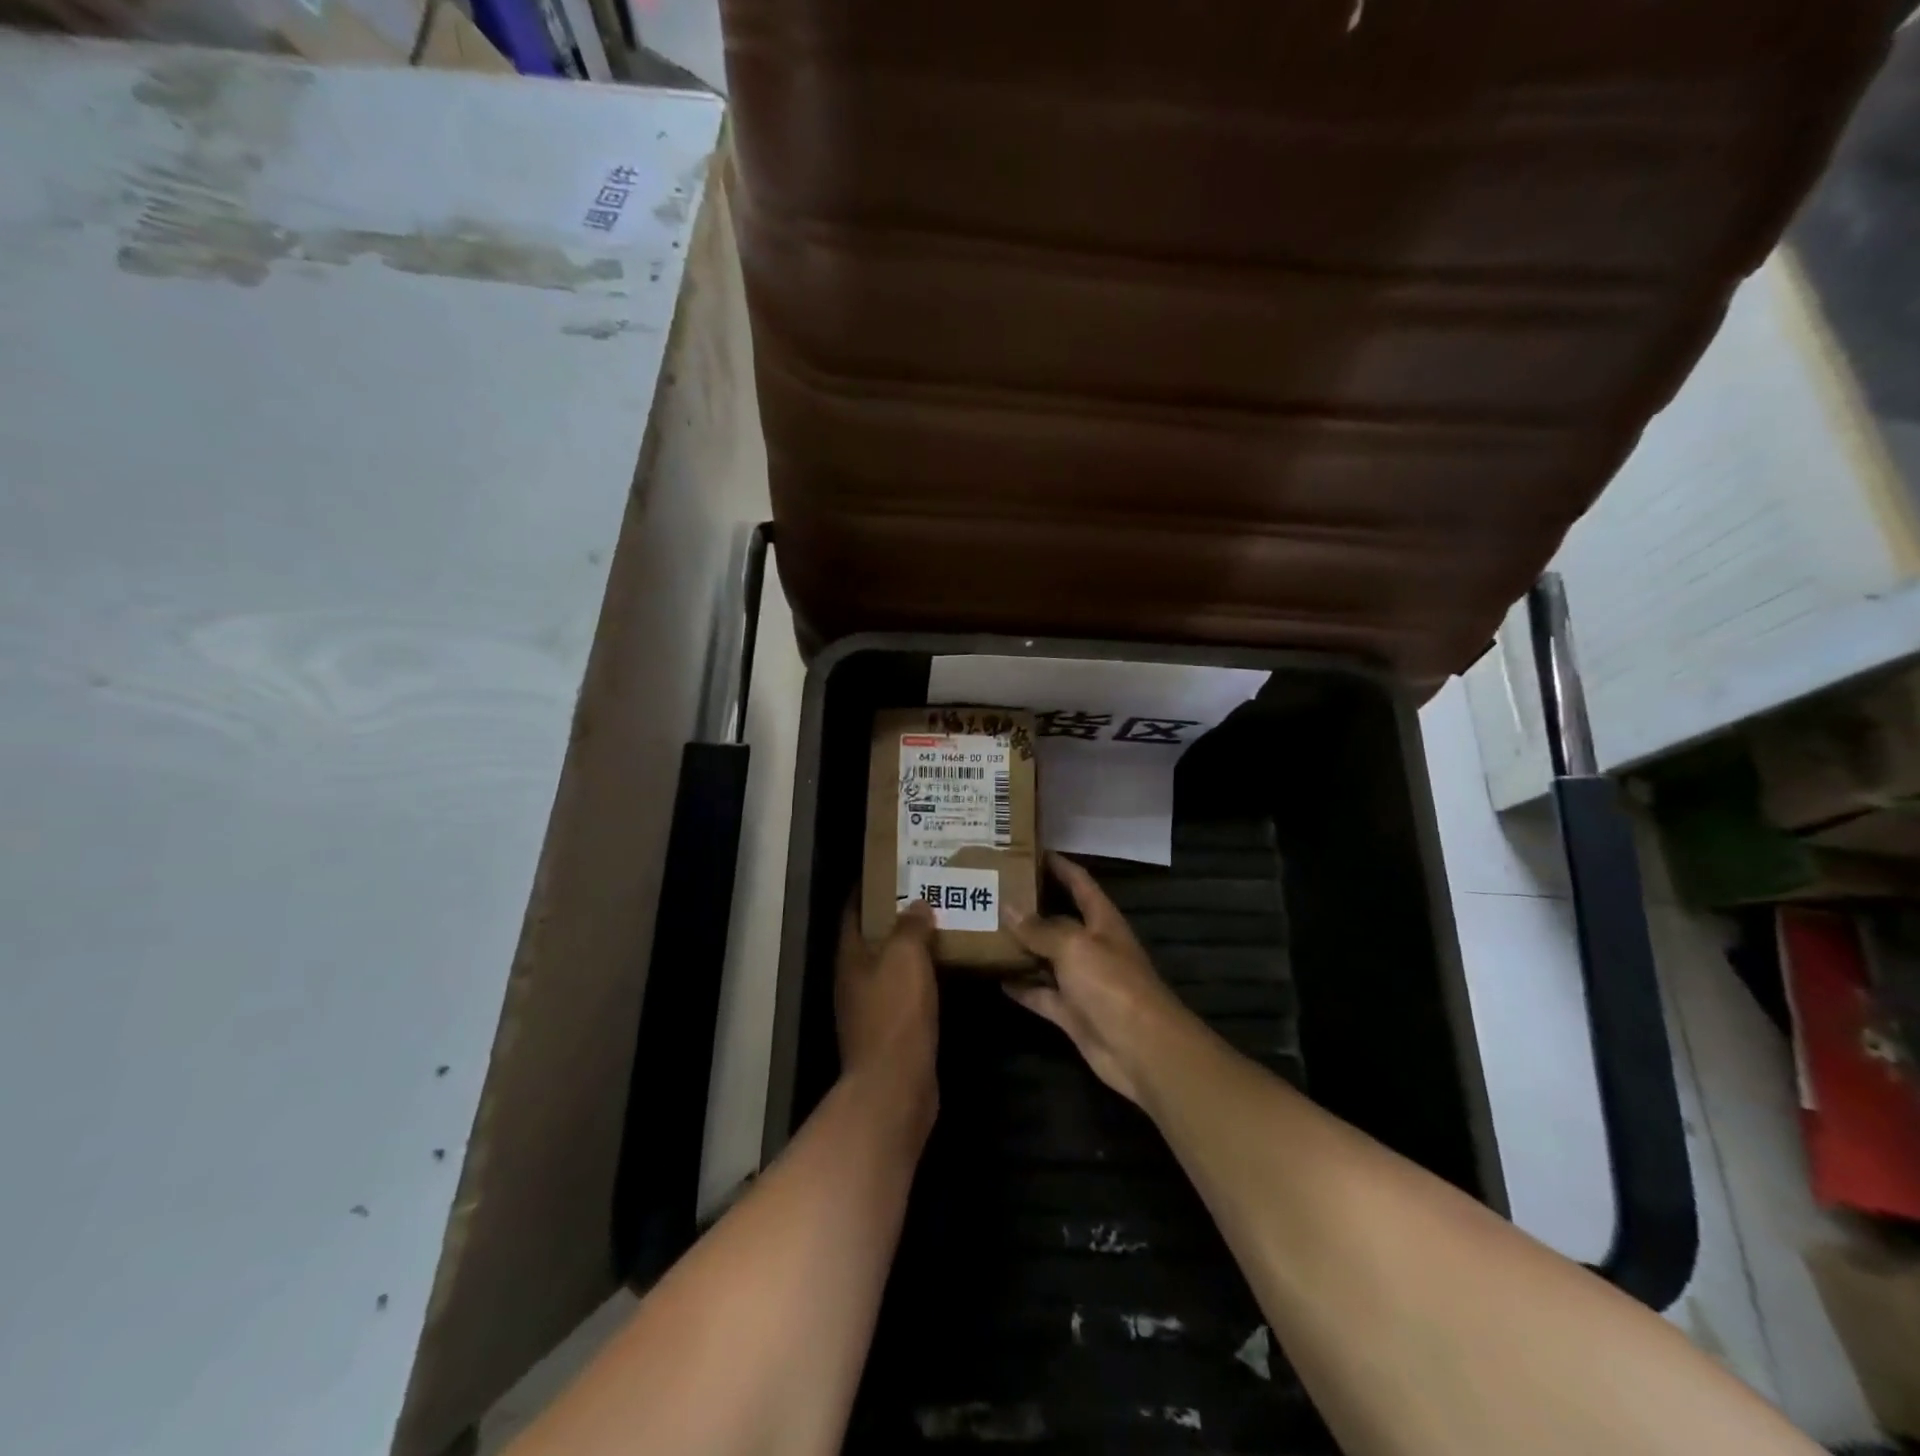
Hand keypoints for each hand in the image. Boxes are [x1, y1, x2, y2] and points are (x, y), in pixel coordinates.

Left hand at [836, 900, 939, 1131]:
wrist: (895, 1085)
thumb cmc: (895, 1013)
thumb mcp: (905, 958)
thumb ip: (910, 927)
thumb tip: (916, 905)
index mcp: (850, 957)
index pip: (853, 911)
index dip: (867, 888)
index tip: (890, 869)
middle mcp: (854, 979)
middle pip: (871, 938)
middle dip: (894, 915)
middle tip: (924, 892)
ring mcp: (870, 1007)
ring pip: (889, 965)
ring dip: (910, 947)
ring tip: (939, 924)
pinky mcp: (890, 1030)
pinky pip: (904, 991)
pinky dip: (920, 976)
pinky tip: (944, 969)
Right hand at [1001, 853, 1195, 1106]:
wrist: (1141, 1049)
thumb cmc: (1112, 984)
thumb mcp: (1074, 946)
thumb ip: (1040, 928)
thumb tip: (1008, 907)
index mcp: (1101, 920)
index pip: (1079, 882)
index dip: (1058, 865)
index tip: (1029, 849)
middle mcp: (1091, 945)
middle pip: (1058, 919)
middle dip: (1030, 906)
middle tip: (993, 890)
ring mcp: (1081, 980)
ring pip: (1045, 957)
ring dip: (1020, 947)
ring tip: (984, 929)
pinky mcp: (1071, 1012)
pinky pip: (1041, 993)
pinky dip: (1021, 986)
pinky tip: (995, 976)